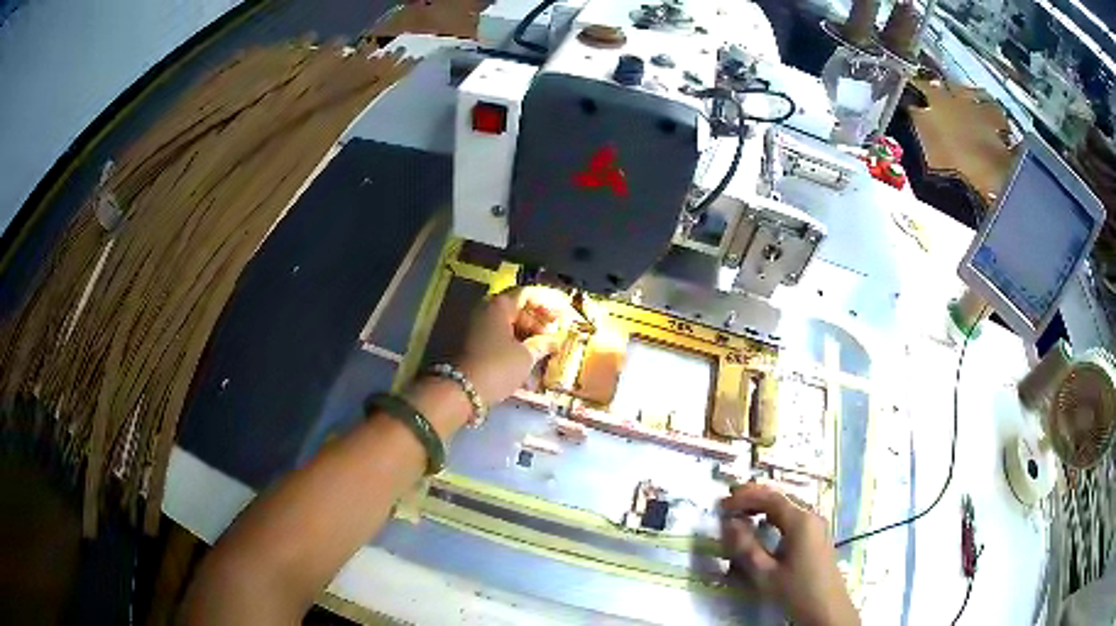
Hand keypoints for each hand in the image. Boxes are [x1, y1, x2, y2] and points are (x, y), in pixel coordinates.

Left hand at [455, 286, 570, 405]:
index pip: (528, 294)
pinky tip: (528, 361)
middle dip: (538, 322)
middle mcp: (485, 311)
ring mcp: (476, 327)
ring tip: (545, 351)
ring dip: (527, 336)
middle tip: (555, 336)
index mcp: (498, 305)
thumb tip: (556, 340)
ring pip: (508, 325)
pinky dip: (515, 345)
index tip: (563, 314)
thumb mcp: (526, 356)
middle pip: (517, 309)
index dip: (548, 302)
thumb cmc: (497, 367)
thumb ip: (543, 344)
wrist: (461, 392)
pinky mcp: (473, 345)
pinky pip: (499, 338)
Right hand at [721, 483, 857, 625]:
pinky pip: (793, 517)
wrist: (827, 610)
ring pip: (787, 507)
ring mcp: (817, 525)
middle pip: (780, 498)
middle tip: (728, 505)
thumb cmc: (796, 591)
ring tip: (741, 514)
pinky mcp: (817, 536)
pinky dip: (774, 516)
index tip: (722, 505)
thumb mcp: (766, 573)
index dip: (744, 497)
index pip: (770, 498)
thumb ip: (746, 546)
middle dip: (754, 498)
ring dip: (763, 506)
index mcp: (800, 521)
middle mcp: (811, 516)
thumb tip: (729, 522)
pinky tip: (763, 527)